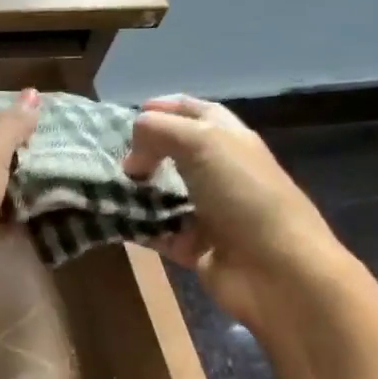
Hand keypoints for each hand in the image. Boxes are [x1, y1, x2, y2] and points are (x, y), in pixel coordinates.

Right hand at [125, 96, 348, 331]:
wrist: (277, 271)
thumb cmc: (244, 196)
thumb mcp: (202, 143)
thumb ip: (159, 132)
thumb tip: (132, 158)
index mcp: (229, 140)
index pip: (195, 112)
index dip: (164, 107)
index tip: (128, 115)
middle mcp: (220, 172)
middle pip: (175, 153)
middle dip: (142, 151)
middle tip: (109, 156)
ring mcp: (208, 212)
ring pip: (162, 194)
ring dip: (134, 191)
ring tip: (100, 187)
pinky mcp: (194, 247)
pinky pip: (157, 232)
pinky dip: (135, 228)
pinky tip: (110, 221)